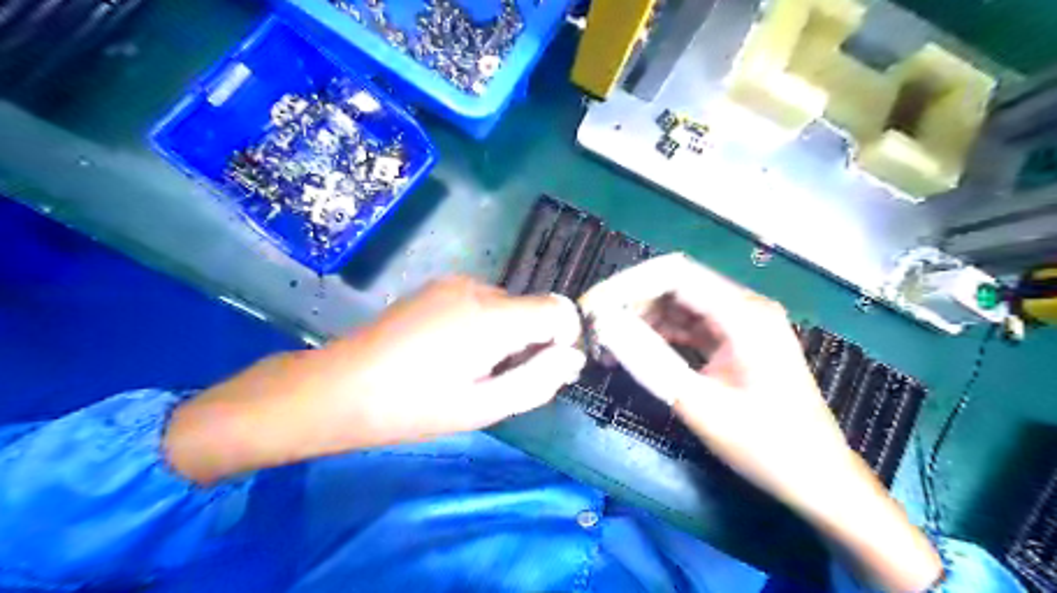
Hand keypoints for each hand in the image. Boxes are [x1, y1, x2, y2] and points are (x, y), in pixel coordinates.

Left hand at [164, 278, 584, 485]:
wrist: (340, 387)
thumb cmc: (411, 407)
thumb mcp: (481, 407)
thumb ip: (537, 380)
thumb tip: (574, 358)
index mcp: (492, 318)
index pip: (559, 310)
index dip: (564, 339)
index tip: (545, 370)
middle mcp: (478, 288)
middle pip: (533, 308)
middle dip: (531, 341)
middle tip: (497, 380)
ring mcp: (455, 283)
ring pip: (508, 306)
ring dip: (506, 335)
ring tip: (470, 368)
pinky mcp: (438, 286)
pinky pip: (483, 301)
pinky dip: (485, 324)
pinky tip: (451, 351)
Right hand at [576, 254, 940, 591]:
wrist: (818, 480)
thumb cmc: (767, 446)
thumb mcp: (700, 404)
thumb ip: (649, 360)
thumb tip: (604, 324)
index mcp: (743, 313)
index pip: (672, 273)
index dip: (626, 285)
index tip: (591, 309)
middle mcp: (742, 307)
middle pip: (673, 285)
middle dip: (629, 303)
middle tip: (593, 331)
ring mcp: (739, 324)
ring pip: (676, 306)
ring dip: (640, 321)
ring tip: (607, 347)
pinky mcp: (733, 342)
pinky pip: (687, 327)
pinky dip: (658, 337)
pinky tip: (633, 353)